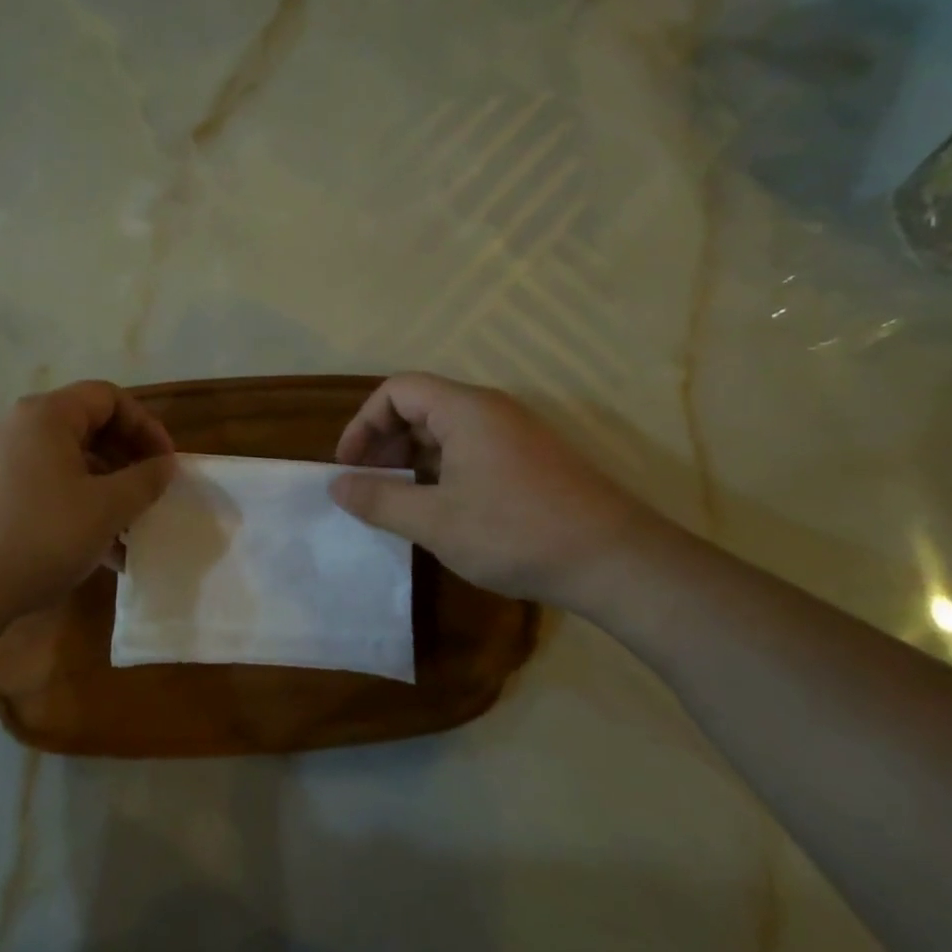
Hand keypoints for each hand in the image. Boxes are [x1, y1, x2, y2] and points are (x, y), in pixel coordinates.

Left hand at [0, 382, 175, 621]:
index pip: (109, 397)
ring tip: (125, 532)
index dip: (146, 426)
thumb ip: (144, 480)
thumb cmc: (40, 537)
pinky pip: (41, 486)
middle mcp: (16, 427)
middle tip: (147, 497)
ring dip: (102, 490)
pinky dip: (72, 506)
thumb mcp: (106, 509)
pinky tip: (91, 549)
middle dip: (126, 461)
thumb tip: (164, 464)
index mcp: (46, 415)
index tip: (165, 465)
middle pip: (86, 428)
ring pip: (64, 463)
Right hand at [331, 373, 655, 614]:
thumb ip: (379, 500)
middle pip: (421, 407)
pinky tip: (439, 511)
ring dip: (412, 461)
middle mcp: (491, 411)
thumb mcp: (435, 521)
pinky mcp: (531, 462)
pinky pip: (471, 451)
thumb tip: (336, 486)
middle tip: (368, 486)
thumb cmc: (515, 532)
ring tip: (397, 502)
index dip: (363, 422)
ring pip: (446, 432)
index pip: (397, 390)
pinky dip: (442, 472)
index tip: (349, 466)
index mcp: (465, 410)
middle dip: (384, 443)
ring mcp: (515, 435)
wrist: (615, 561)